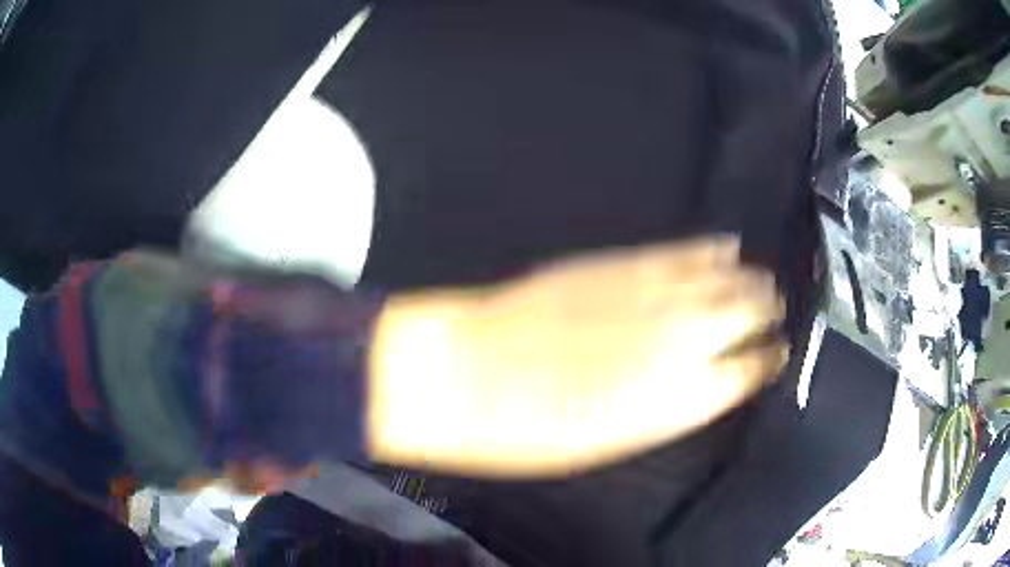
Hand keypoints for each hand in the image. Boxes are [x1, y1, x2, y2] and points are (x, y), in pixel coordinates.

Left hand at [368, 237, 786, 475]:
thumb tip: (707, 381)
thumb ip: (673, 406)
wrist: (470, 374)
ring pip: (728, 277)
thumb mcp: (618, 439)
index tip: (775, 355)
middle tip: (772, 314)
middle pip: (751, 312)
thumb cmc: (537, 432)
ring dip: (749, 282)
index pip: (753, 368)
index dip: (768, 360)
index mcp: (687, 396)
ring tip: (761, 284)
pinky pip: (685, 251)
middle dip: (766, 313)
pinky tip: (728, 248)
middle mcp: (686, 337)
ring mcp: (658, 292)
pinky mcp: (625, 262)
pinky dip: (712, 251)